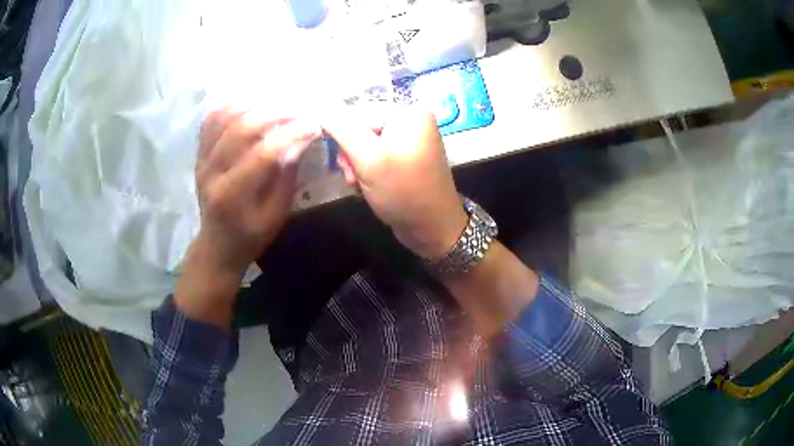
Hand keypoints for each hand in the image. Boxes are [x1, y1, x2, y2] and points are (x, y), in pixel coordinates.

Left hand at [175, 108, 318, 327]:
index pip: (262, 154)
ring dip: (252, 104)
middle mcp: (211, 173)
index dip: (290, 135)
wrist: (217, 244)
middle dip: (274, 113)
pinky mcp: (198, 154)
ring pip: (223, 118)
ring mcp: (201, 161)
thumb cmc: (250, 236)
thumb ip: (286, 178)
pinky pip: (211, 120)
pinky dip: (231, 106)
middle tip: (298, 109)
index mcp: (231, 196)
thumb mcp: (276, 216)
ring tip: (277, 101)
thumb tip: (301, 141)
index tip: (313, 125)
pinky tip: (250, 103)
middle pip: (240, 128)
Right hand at [323, 106, 467, 259]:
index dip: (344, 137)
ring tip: (361, 185)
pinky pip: (376, 156)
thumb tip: (321, 108)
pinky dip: (368, 172)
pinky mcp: (405, 158)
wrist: (432, 230)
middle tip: (354, 178)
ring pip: (365, 145)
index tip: (345, 164)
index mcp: (408, 112)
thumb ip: (342, 129)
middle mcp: (411, 120)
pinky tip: (369, 187)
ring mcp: (409, 140)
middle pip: (361, 128)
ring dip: (357, 166)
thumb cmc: (403, 193)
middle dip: (352, 155)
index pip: (358, 112)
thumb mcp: (369, 159)